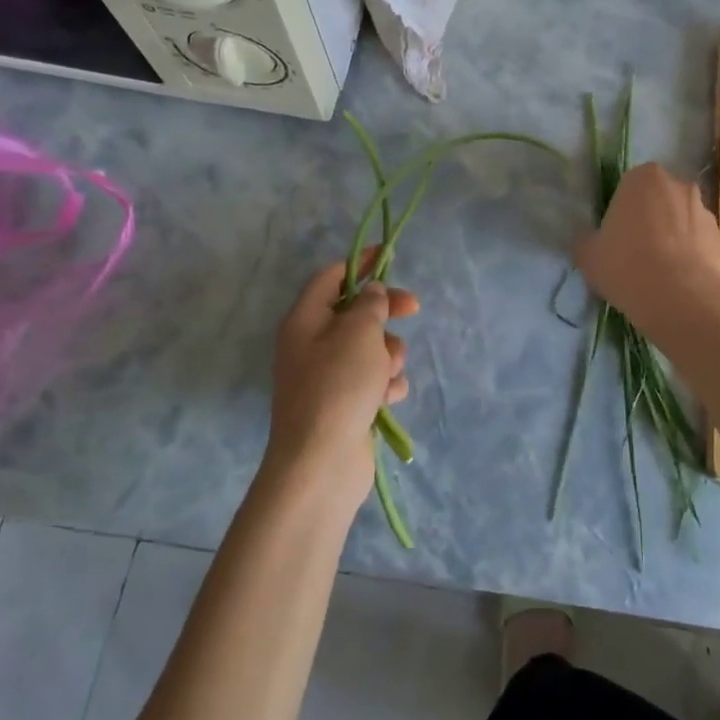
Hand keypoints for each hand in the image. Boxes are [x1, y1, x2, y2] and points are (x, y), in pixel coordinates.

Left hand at [268, 256, 418, 500]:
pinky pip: (374, 380)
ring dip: (388, 356)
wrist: (322, 463)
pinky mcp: (346, 404)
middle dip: (386, 313)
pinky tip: (387, 399)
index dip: (359, 263)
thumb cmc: (338, 386)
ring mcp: (329, 377)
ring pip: (371, 348)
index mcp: (305, 320)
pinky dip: (385, 385)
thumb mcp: (359, 332)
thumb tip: (372, 293)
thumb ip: (371, 304)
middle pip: (356, 313)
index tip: (388, 256)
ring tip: (386, 375)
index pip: (332, 278)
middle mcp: (312, 345)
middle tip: (413, 308)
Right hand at [574, 163, 719, 333]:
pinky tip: (677, 284)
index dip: (621, 212)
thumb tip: (591, 240)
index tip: (615, 237)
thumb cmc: (626, 265)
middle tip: (635, 253)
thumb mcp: (588, 254)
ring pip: (681, 222)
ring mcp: (705, 212)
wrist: (679, 298)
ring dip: (672, 239)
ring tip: (658, 274)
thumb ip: (587, 239)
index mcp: (644, 177)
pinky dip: (689, 259)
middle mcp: (679, 185)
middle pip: (659, 201)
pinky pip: (698, 246)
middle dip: (650, 221)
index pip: (628, 187)